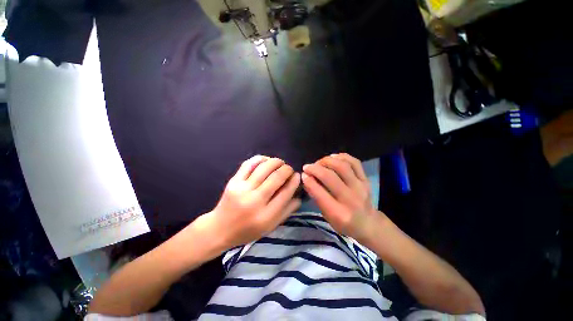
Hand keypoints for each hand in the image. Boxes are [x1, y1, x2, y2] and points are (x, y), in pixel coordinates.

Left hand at [205, 155, 300, 249]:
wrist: (220, 229)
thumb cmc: (248, 230)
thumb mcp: (271, 226)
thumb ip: (287, 211)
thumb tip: (299, 194)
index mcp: (266, 215)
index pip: (286, 192)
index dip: (294, 181)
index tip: (297, 175)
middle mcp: (255, 200)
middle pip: (276, 177)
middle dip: (287, 169)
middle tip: (289, 169)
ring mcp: (242, 189)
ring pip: (264, 167)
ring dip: (276, 161)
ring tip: (280, 163)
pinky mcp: (233, 181)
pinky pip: (249, 164)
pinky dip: (260, 159)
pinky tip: (266, 160)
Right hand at [301, 153, 377, 240]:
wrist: (369, 224)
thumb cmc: (344, 224)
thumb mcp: (327, 216)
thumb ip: (316, 197)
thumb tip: (306, 179)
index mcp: (339, 213)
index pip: (320, 193)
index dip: (309, 181)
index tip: (303, 175)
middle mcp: (350, 199)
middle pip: (330, 176)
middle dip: (315, 169)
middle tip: (307, 167)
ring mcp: (360, 187)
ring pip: (342, 166)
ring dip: (327, 161)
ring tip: (319, 162)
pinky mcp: (366, 180)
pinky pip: (355, 162)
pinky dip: (342, 156)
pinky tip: (333, 157)